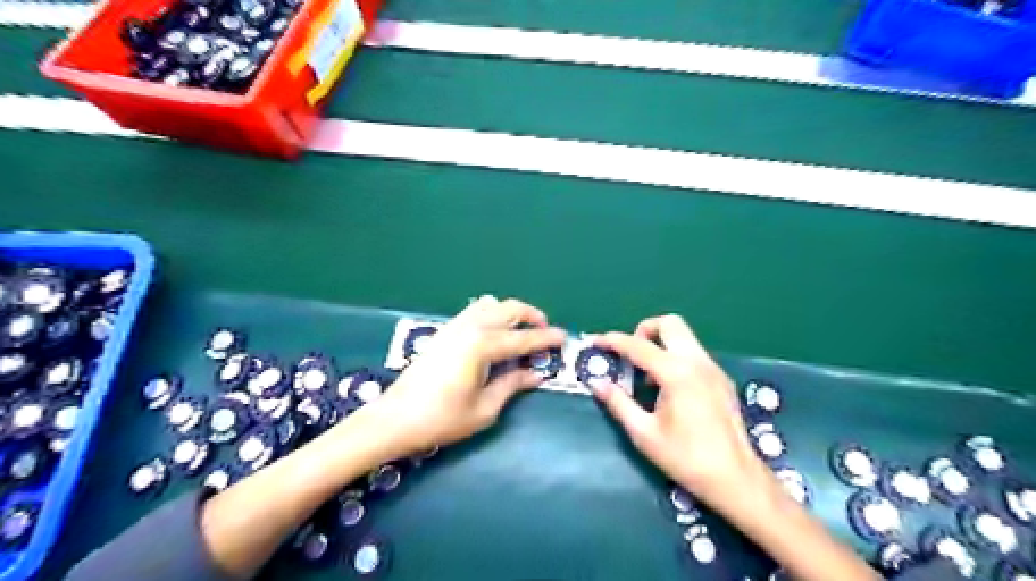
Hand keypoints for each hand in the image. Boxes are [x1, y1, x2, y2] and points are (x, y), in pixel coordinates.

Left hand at [367, 298, 566, 455]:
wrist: (395, 418)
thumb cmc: (442, 418)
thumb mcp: (485, 408)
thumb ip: (512, 385)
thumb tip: (536, 374)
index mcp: (483, 345)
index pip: (523, 338)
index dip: (546, 338)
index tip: (565, 337)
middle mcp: (471, 327)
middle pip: (509, 309)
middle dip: (532, 315)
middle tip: (545, 331)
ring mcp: (455, 326)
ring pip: (490, 304)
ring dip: (511, 312)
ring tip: (521, 330)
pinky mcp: (444, 331)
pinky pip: (474, 311)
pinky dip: (492, 314)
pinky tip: (495, 332)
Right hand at [591, 316, 767, 501]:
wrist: (735, 479)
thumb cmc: (685, 458)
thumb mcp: (644, 433)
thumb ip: (618, 403)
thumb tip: (597, 383)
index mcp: (676, 373)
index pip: (638, 346)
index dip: (614, 341)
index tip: (596, 341)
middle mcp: (697, 362)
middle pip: (669, 323)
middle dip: (644, 330)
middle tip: (629, 354)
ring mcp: (713, 368)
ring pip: (684, 336)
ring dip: (661, 343)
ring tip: (646, 375)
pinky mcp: (721, 379)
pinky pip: (694, 353)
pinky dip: (675, 356)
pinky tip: (668, 387)